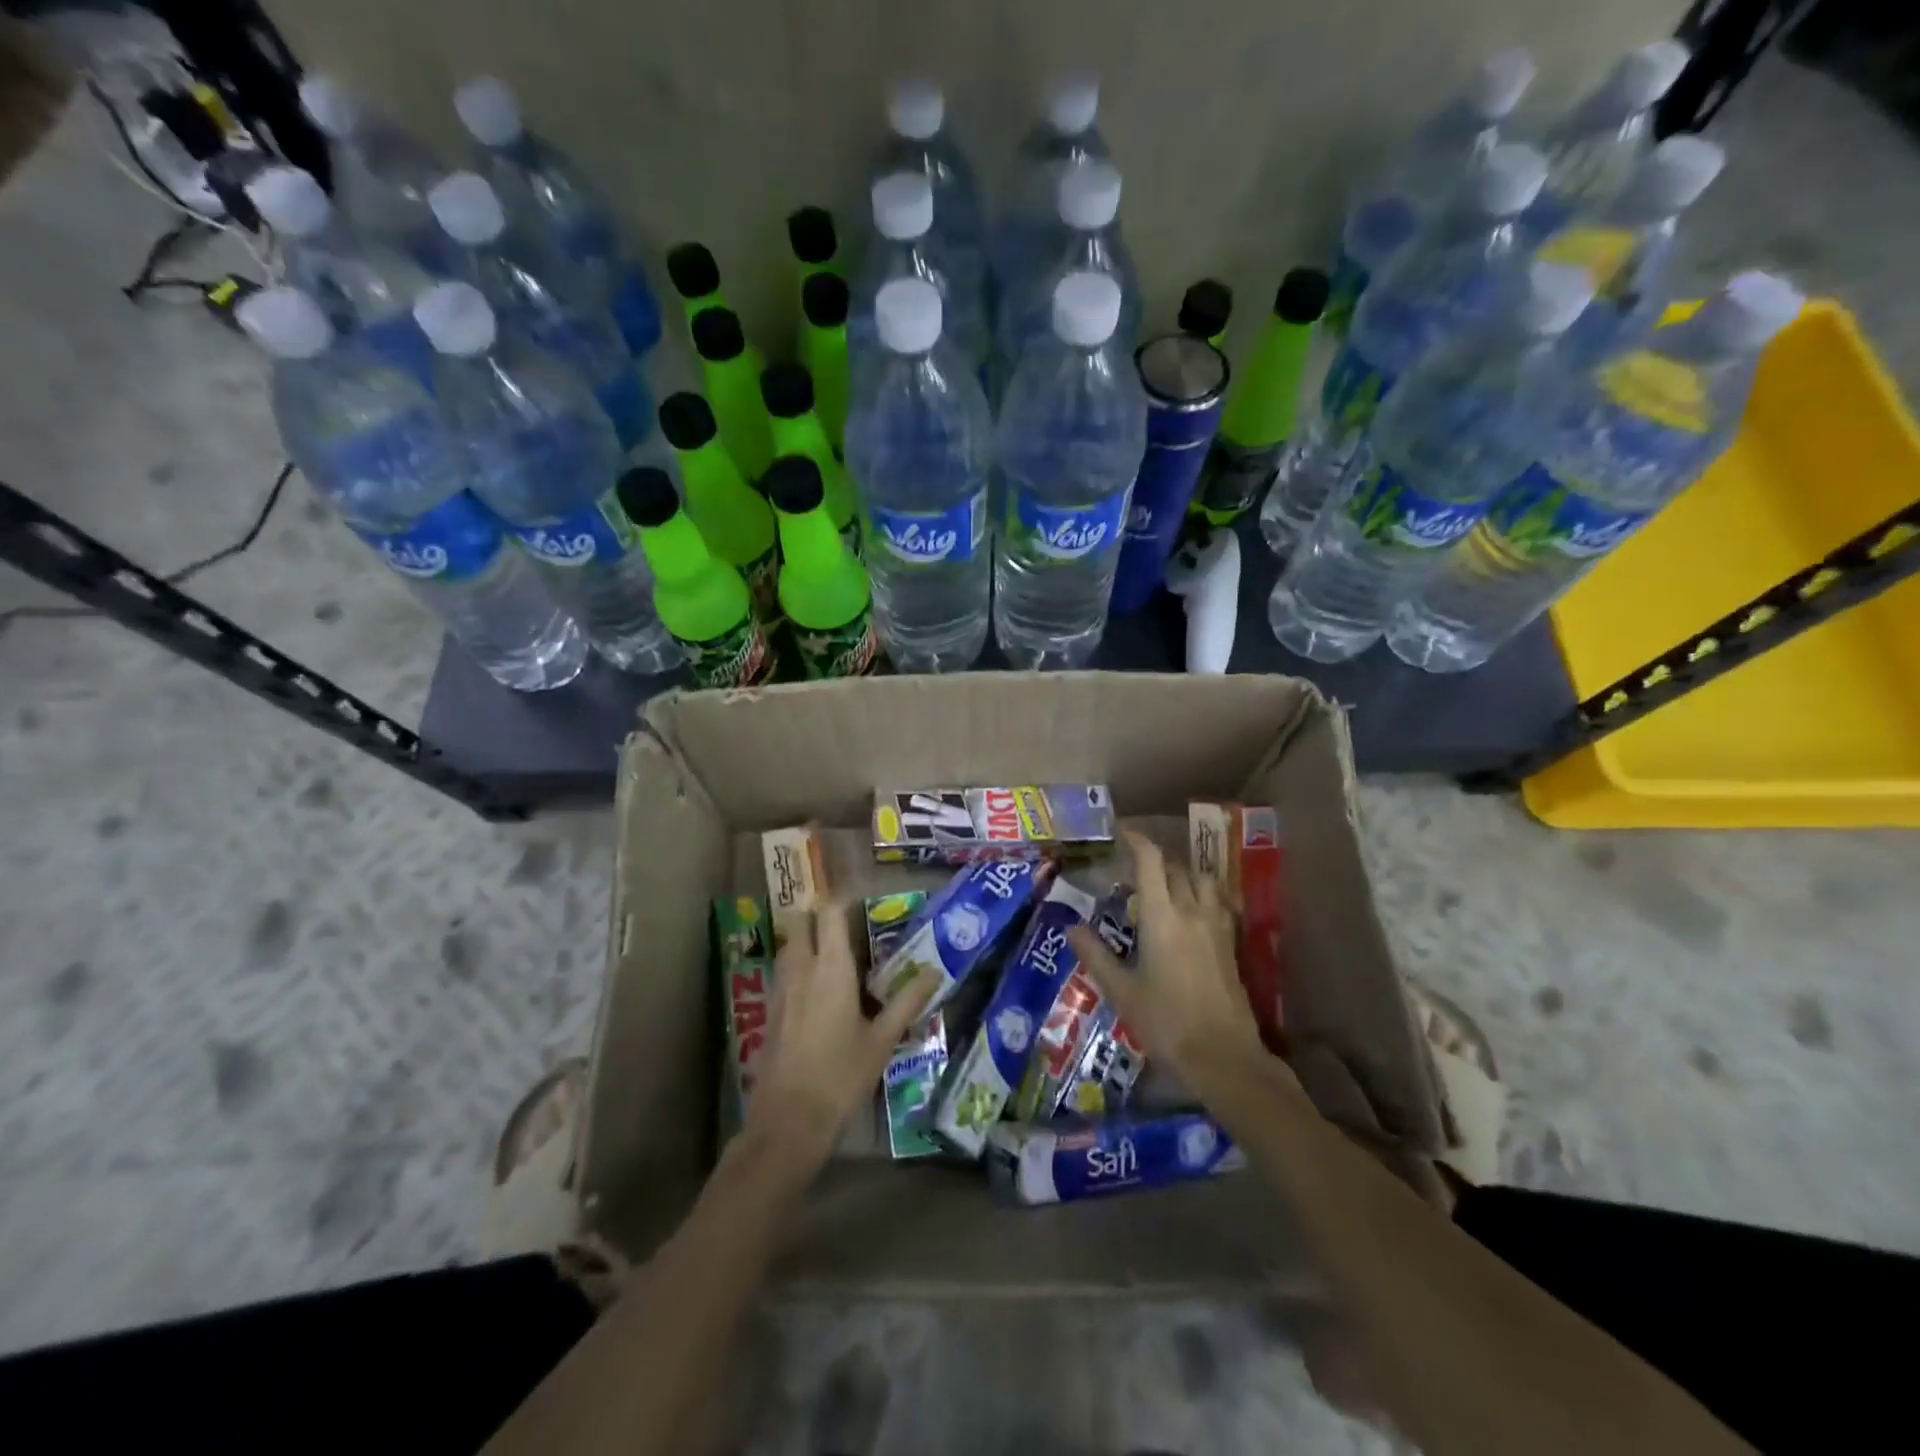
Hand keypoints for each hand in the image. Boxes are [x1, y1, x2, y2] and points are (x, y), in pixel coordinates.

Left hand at [746, 900, 939, 1173]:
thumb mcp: (883, 1040)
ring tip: (834, 954)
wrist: (788, 1120)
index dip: (841, 901)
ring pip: (789, 946)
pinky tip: (816, 990)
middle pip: (800, 922)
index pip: (829, 914)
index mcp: (831, 968)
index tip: (860, 903)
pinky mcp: (769, 1010)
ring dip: (806, 939)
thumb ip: (908, 1001)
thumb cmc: (841, 1075)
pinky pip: (782, 971)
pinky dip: (797, 965)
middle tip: (845, 926)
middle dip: (818, 915)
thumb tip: (934, 971)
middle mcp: (801, 969)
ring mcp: (780, 989)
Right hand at [1066, 828, 1268, 1098]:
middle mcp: (1192, 911)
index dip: (1137, 840)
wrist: (1223, 1056)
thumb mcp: (1121, 991)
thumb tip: (1070, 925)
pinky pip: (1219, 901)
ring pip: (1202, 880)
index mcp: (1162, 917)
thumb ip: (1094, 954)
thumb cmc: (1165, 1023)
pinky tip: (1194, 909)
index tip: (1122, 831)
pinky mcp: (1231, 943)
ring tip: (1165, 883)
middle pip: (1176, 867)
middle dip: (1154, 858)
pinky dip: (1204, 892)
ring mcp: (1217, 926)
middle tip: (1133, 866)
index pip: (1151, 862)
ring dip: (1182, 872)